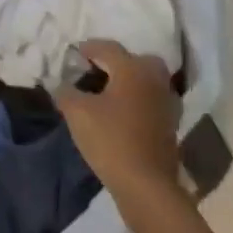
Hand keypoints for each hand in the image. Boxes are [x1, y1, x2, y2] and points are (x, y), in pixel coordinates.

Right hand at [56, 39, 179, 205]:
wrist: (146, 185)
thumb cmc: (110, 139)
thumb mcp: (77, 112)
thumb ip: (66, 92)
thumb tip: (61, 84)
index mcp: (132, 69)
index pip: (108, 48)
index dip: (89, 48)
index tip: (75, 53)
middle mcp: (154, 79)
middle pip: (135, 60)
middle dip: (116, 61)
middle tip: (97, 70)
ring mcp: (167, 102)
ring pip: (147, 80)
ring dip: (129, 81)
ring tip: (108, 92)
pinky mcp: (171, 124)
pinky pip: (151, 99)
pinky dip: (138, 99)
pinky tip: (122, 112)